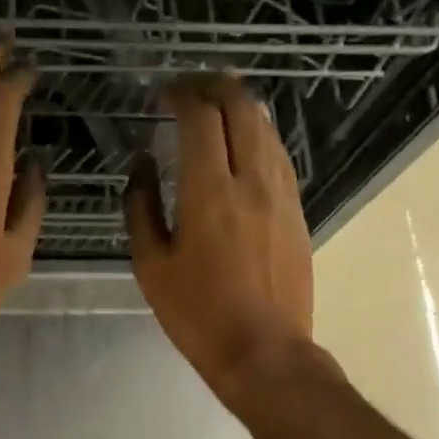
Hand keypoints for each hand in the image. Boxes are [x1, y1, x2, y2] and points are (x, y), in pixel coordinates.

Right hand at [125, 75, 314, 403]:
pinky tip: (244, 142)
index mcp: (209, 192)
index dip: (182, 94)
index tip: (164, 93)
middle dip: (216, 87)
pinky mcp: (297, 211)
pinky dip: (258, 135)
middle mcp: (252, 181)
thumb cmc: (198, 313)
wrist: (265, 352)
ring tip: (217, 103)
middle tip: (191, 86)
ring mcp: (281, 195)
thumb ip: (141, 206)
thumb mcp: (151, 265)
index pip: (202, 118)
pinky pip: (278, 156)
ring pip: (266, 129)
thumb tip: (142, 163)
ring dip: (241, 107)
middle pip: (242, 110)